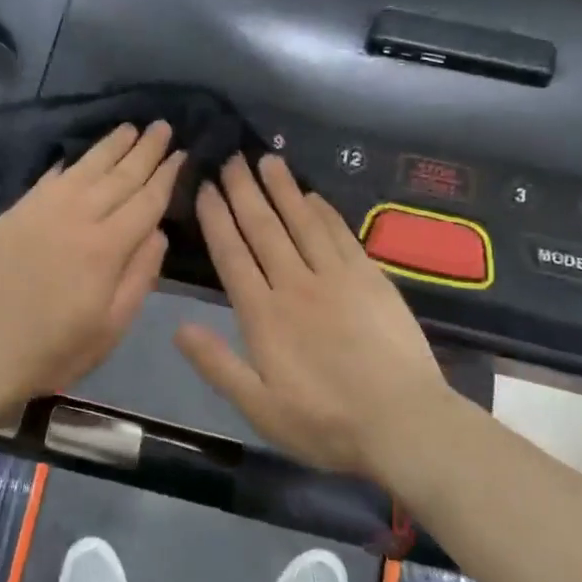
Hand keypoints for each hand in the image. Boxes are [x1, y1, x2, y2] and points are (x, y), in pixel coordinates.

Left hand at [0, 122, 183, 412]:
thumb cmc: (55, 351)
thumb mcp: (112, 327)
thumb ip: (140, 275)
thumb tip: (157, 231)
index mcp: (105, 248)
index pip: (146, 201)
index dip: (167, 176)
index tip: (183, 152)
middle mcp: (75, 217)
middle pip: (118, 176)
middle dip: (144, 150)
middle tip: (162, 125)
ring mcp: (39, 212)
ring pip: (83, 169)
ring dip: (109, 147)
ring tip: (129, 127)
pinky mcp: (13, 215)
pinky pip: (48, 179)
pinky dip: (68, 164)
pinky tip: (78, 157)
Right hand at [175, 155, 461, 478]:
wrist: (404, 423)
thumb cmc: (325, 423)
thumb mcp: (259, 408)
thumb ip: (217, 365)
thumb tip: (177, 328)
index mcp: (263, 315)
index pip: (232, 254)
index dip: (216, 218)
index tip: (206, 187)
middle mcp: (295, 284)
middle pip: (263, 228)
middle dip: (244, 191)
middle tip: (232, 158)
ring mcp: (336, 277)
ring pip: (301, 221)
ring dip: (282, 189)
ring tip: (267, 159)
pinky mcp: (370, 278)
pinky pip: (340, 234)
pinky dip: (323, 210)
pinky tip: (312, 195)